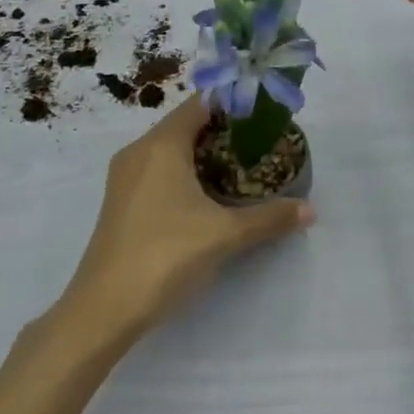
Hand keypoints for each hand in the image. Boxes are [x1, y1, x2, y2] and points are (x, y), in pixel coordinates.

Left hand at [59, 96, 314, 341]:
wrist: (103, 309)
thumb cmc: (165, 255)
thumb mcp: (224, 235)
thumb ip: (269, 218)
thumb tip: (310, 210)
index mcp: (162, 144)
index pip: (201, 103)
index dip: (233, 104)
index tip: (264, 115)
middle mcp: (140, 150)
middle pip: (187, 124)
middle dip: (223, 131)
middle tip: (260, 144)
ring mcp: (125, 176)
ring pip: (171, 149)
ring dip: (203, 154)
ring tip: (241, 168)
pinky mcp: (121, 201)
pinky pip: (158, 170)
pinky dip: (184, 172)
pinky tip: (208, 197)